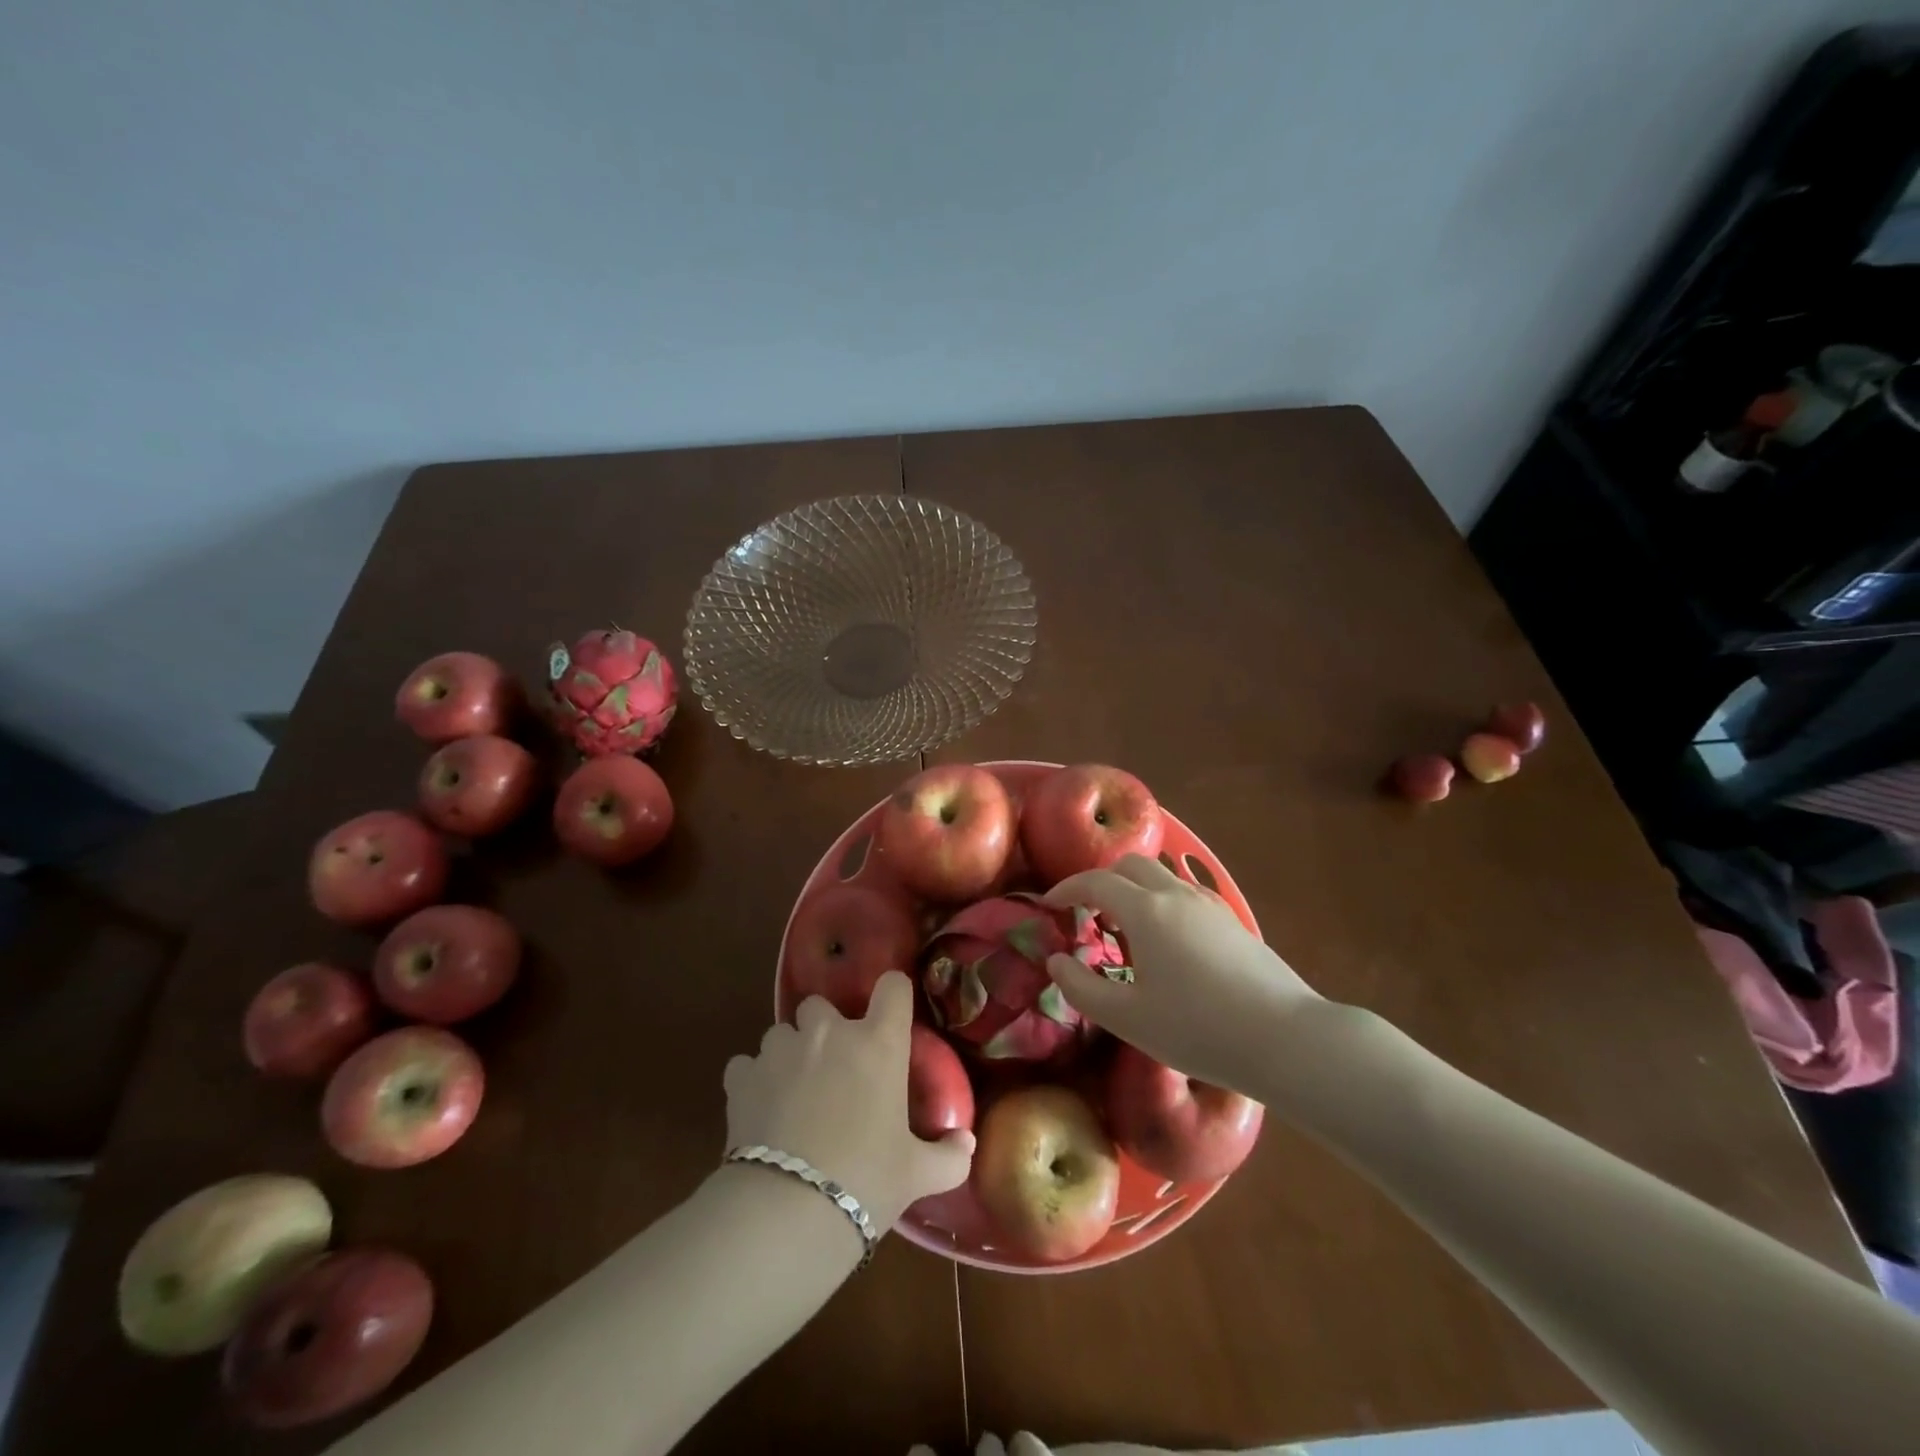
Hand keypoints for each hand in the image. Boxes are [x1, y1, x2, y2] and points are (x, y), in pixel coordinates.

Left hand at [723, 970, 973, 1233]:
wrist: (789, 1211)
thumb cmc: (866, 1181)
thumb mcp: (917, 1174)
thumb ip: (949, 1155)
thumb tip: (966, 1143)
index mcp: (878, 1043)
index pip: (892, 986)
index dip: (892, 994)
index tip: (890, 1015)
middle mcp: (829, 1033)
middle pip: (820, 1004)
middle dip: (824, 1027)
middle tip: (832, 1067)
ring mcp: (781, 1050)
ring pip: (781, 1032)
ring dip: (788, 1053)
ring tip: (792, 1092)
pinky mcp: (741, 1076)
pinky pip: (745, 1064)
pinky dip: (751, 1080)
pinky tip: (759, 1109)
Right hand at [1043, 854, 1322, 1092]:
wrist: (1286, 1039)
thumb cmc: (1197, 1029)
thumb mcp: (1127, 1018)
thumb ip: (1081, 988)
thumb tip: (1056, 961)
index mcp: (1146, 910)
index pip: (1095, 881)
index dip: (1066, 888)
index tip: (1049, 904)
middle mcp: (1176, 895)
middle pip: (1130, 866)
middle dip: (1101, 881)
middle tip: (1087, 914)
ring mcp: (1209, 905)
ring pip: (1161, 877)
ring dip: (1133, 890)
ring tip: (1125, 931)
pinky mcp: (1232, 922)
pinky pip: (1184, 895)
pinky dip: (1160, 903)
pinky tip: (1167, 944)